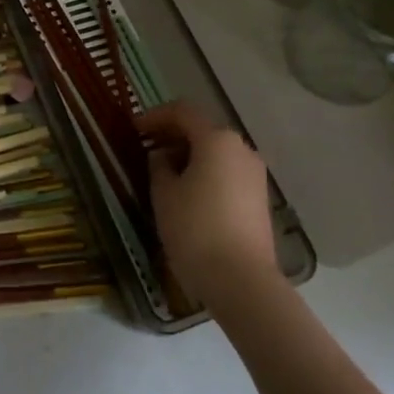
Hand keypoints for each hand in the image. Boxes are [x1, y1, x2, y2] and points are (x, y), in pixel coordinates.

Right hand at [138, 103, 281, 312]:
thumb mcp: (164, 194)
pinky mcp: (259, 199)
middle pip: (202, 130)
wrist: (242, 281)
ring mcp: (254, 175)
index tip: (134, 130)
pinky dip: (205, 173)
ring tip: (163, 175)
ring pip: (216, 153)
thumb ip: (159, 167)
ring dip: (189, 156)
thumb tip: (163, 158)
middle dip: (172, 136)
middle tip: (146, 150)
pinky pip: (226, 173)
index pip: (182, 112)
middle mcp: (241, 149)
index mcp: (216, 140)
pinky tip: (187, 194)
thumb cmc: (195, 229)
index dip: (155, 116)